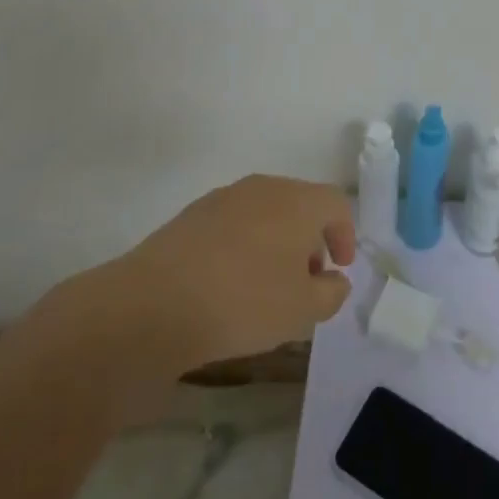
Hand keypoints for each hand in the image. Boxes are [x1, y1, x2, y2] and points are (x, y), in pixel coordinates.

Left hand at [50, 175, 355, 373]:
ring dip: (276, 242)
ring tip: (267, 285)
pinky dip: (243, 245)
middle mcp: (263, 187)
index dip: (345, 235)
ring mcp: (223, 197)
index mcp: (297, 201)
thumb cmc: (243, 302)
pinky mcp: (191, 215)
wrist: (153, 304)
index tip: (340, 269)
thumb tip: (334, 279)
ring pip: (265, 212)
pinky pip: (233, 224)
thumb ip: (331, 293)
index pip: (336, 204)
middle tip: (306, 280)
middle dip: (310, 239)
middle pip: (300, 204)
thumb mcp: (302, 310)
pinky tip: (229, 283)